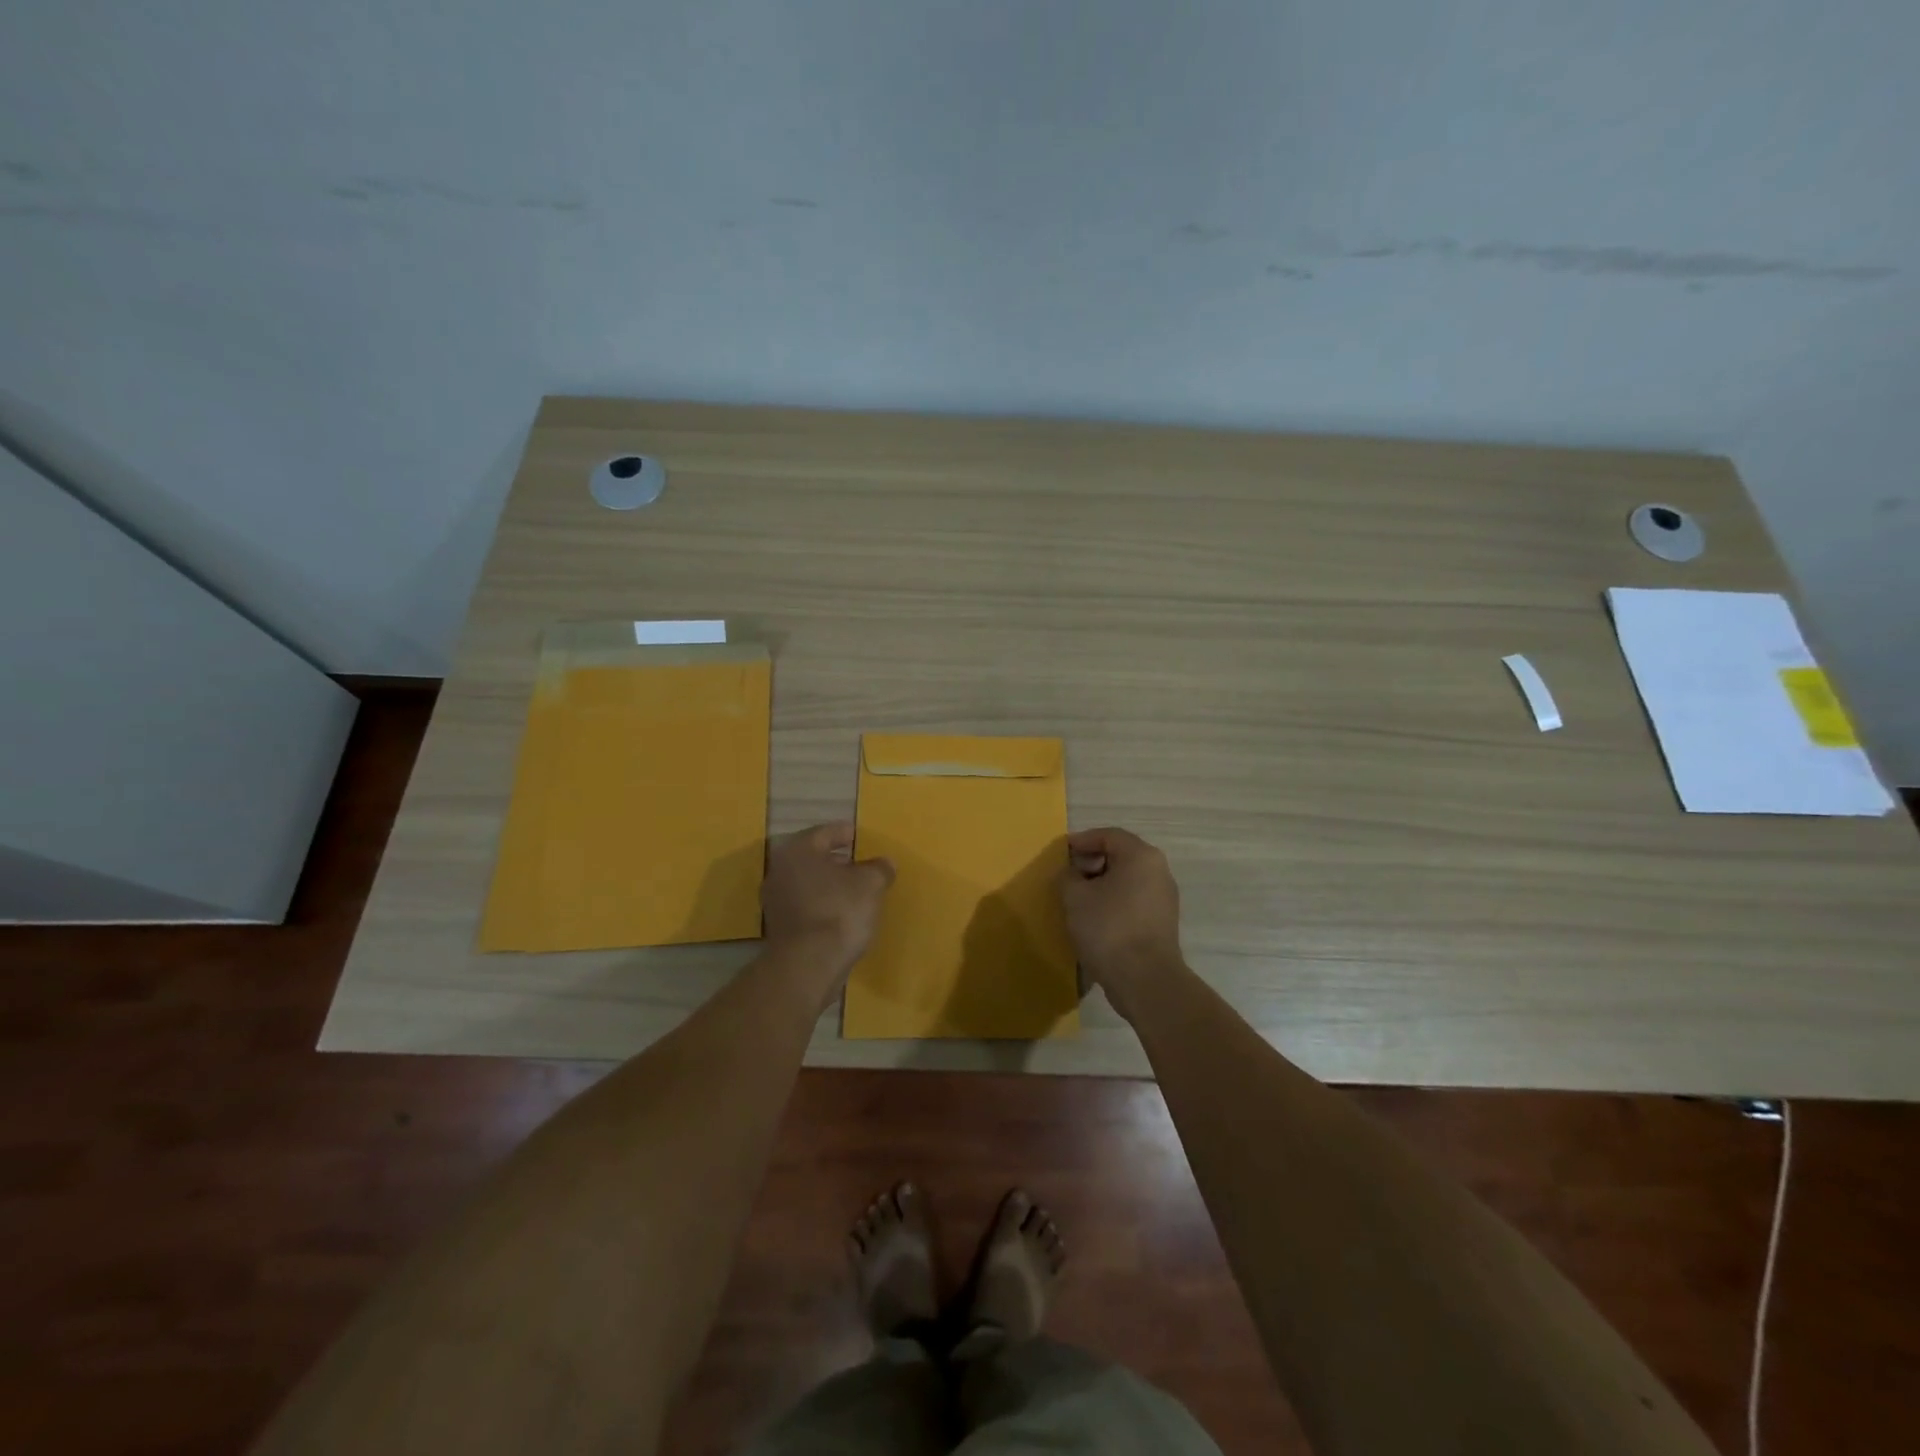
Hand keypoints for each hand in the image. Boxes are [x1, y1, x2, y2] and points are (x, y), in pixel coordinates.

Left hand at [761, 823, 894, 1003]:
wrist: (808, 964)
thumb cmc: (839, 911)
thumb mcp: (871, 884)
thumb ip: (879, 868)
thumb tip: (884, 863)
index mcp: (798, 850)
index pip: (825, 833)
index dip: (845, 834)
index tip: (860, 838)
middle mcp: (780, 869)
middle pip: (813, 857)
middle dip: (837, 860)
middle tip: (860, 864)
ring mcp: (775, 900)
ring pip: (807, 882)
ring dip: (828, 884)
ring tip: (855, 891)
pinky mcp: (778, 926)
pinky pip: (804, 905)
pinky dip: (821, 904)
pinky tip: (841, 914)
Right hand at [1057, 827, 1184, 1021]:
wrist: (1145, 980)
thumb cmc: (1108, 928)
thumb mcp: (1075, 897)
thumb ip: (1068, 876)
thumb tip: (1073, 875)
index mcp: (1141, 856)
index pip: (1108, 835)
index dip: (1081, 841)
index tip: (1061, 853)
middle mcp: (1159, 871)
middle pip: (1120, 855)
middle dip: (1091, 863)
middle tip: (1068, 877)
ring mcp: (1164, 898)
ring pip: (1127, 880)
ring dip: (1101, 884)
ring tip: (1078, 900)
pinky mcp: (1162, 922)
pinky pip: (1133, 900)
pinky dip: (1113, 902)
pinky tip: (1095, 919)